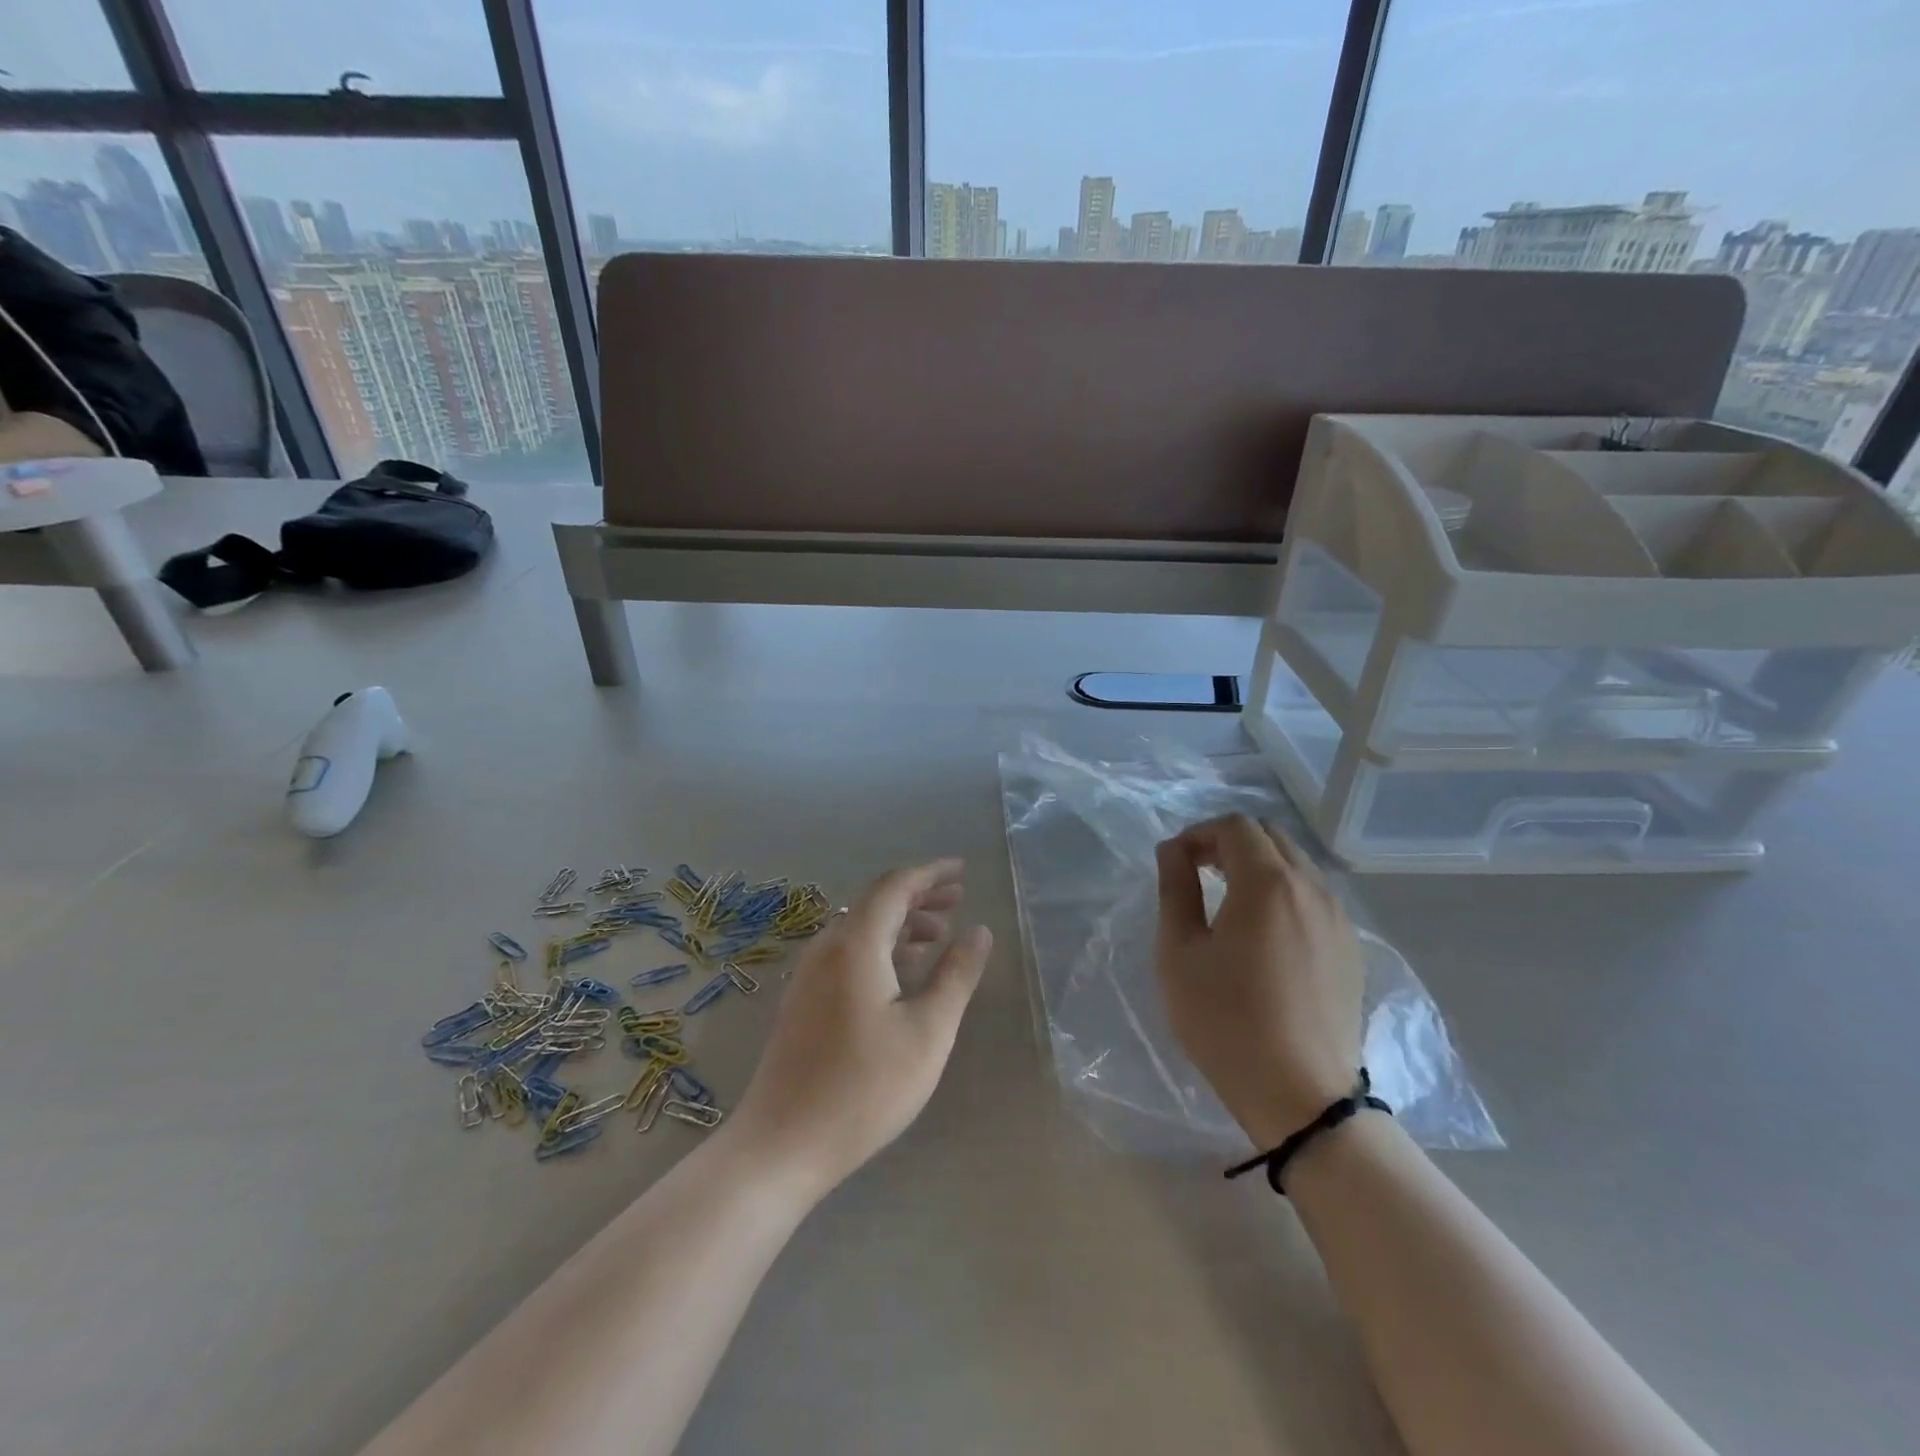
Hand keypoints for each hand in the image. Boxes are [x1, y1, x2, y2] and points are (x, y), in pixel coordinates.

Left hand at [732, 860, 992, 1195]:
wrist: (781, 1144)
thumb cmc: (864, 1087)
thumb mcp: (928, 1032)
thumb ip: (956, 975)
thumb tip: (978, 930)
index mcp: (856, 944)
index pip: (895, 886)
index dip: (930, 874)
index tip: (962, 871)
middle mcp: (827, 948)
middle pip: (876, 903)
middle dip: (919, 896)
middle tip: (957, 899)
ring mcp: (809, 975)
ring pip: (861, 929)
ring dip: (901, 924)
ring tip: (939, 935)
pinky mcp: (804, 1000)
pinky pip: (848, 953)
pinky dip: (881, 948)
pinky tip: (902, 973)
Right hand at [1155, 816, 1364, 1149]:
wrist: (1301, 1096)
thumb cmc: (1226, 1021)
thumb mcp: (1180, 953)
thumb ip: (1176, 889)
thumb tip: (1173, 851)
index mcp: (1268, 884)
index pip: (1235, 826)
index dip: (1199, 833)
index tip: (1175, 863)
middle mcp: (1312, 889)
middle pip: (1271, 836)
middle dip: (1229, 843)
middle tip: (1197, 873)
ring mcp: (1338, 919)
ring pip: (1297, 864)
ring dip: (1258, 866)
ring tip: (1227, 901)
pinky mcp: (1351, 949)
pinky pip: (1314, 897)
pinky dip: (1284, 892)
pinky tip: (1264, 932)